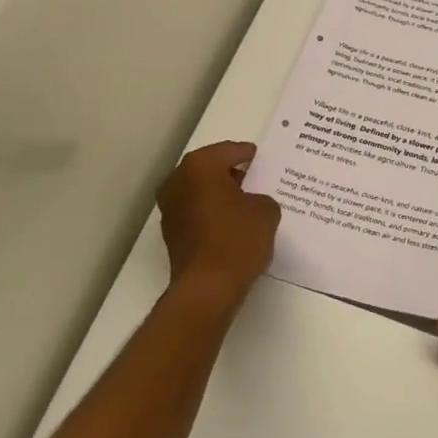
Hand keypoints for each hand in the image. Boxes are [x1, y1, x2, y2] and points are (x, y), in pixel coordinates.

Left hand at [156, 141, 280, 313]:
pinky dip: (213, 214)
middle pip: (211, 170)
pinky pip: (197, 213)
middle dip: (233, 174)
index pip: (230, 151)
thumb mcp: (266, 210)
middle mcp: (178, 181)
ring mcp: (170, 209)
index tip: (264, 160)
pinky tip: (234, 225)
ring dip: (222, 196)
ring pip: (202, 192)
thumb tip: (251, 203)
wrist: (208, 287)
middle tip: (259, 181)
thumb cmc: (237, 238)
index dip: (249, 154)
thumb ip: (262, 197)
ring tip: (249, 204)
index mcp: (200, 166)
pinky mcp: (172, 234)